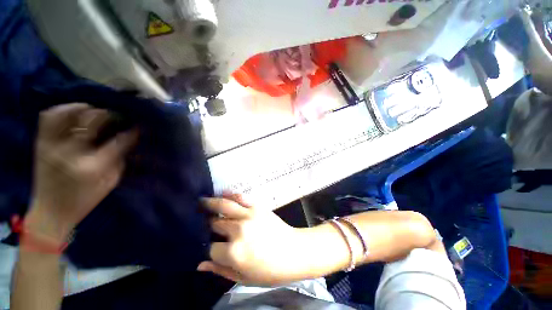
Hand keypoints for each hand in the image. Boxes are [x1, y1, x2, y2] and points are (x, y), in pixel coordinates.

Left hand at [27, 103, 137, 241]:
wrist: (50, 212)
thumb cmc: (85, 200)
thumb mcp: (110, 182)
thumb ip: (118, 159)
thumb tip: (126, 141)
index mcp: (92, 167)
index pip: (118, 141)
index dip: (132, 132)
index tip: (138, 128)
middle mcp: (70, 152)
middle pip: (92, 121)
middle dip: (109, 115)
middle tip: (116, 116)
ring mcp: (52, 145)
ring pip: (67, 113)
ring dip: (84, 109)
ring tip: (93, 111)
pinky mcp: (41, 143)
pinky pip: (48, 117)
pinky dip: (62, 110)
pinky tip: (73, 113)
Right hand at [198, 195, 310, 285]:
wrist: (294, 251)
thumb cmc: (271, 270)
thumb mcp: (244, 278)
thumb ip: (221, 270)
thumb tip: (201, 263)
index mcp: (234, 252)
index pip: (210, 248)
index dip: (208, 248)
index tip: (207, 247)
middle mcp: (238, 230)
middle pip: (215, 224)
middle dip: (207, 224)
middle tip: (200, 221)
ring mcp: (248, 215)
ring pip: (224, 206)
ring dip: (211, 203)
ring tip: (201, 201)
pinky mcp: (257, 207)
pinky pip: (241, 197)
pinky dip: (230, 194)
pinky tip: (222, 193)